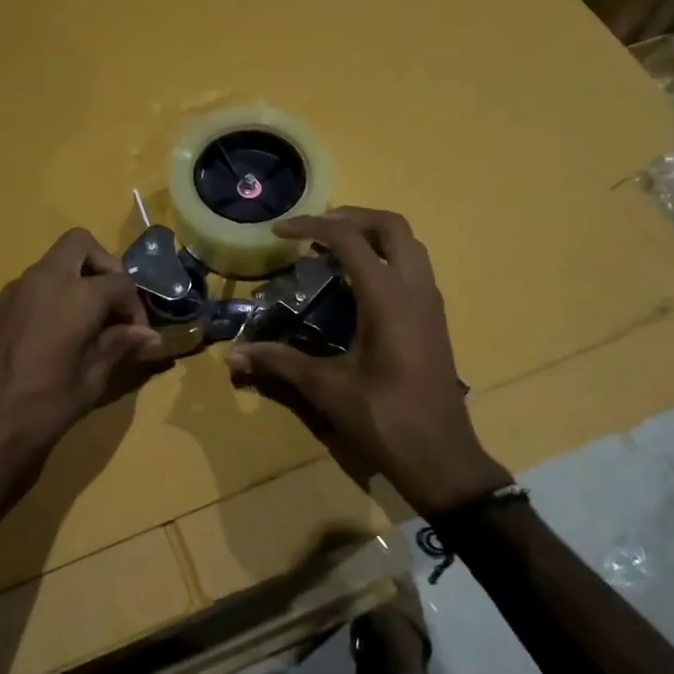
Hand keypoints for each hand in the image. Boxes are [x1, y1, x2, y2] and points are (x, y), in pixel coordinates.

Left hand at [0, 228, 161, 481]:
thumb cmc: (43, 405)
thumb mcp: (91, 379)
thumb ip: (119, 346)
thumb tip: (148, 336)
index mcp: (76, 294)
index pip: (120, 282)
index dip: (135, 307)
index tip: (138, 336)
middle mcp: (46, 279)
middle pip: (81, 244)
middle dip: (104, 266)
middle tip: (113, 305)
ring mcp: (17, 289)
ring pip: (55, 262)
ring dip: (78, 279)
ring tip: (90, 323)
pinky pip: (36, 284)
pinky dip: (56, 294)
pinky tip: (61, 334)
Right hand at [225, 208, 510, 515]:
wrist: (441, 456)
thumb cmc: (384, 419)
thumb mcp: (326, 388)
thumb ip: (279, 363)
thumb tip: (232, 355)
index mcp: (388, 298)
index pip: (350, 239)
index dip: (312, 226)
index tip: (280, 231)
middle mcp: (416, 289)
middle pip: (391, 226)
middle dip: (351, 217)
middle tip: (313, 229)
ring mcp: (431, 303)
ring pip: (409, 244)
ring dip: (372, 234)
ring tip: (333, 248)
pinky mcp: (435, 319)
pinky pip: (414, 267)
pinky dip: (386, 256)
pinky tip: (358, 283)